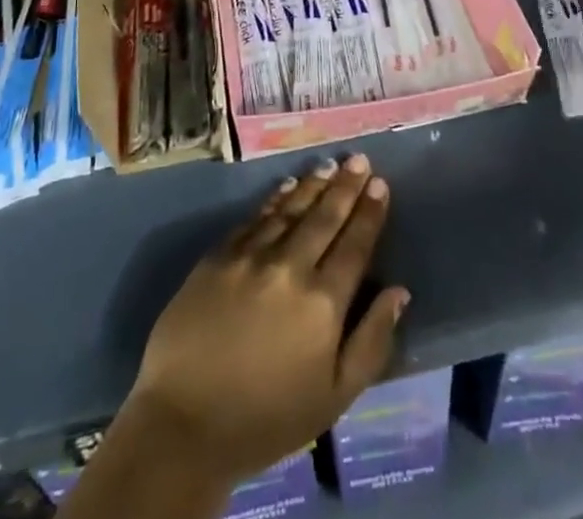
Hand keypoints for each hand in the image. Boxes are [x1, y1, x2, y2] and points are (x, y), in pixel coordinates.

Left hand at [120, 153, 407, 485]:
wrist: (183, 423)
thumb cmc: (266, 420)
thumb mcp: (333, 397)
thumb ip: (371, 342)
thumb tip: (399, 292)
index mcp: (323, 302)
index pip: (355, 245)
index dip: (369, 213)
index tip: (380, 183)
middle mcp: (290, 267)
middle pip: (324, 217)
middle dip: (345, 186)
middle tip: (359, 159)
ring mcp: (251, 256)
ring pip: (290, 209)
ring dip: (312, 185)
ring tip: (329, 165)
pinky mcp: (219, 255)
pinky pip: (255, 218)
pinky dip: (275, 199)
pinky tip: (286, 186)